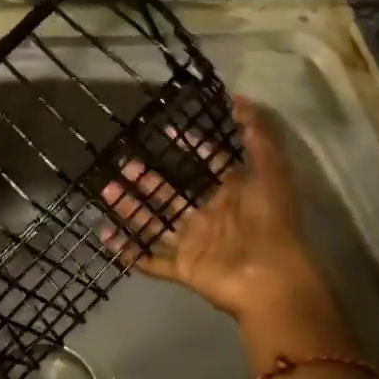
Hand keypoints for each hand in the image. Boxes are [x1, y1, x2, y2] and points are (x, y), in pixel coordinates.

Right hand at [100, 95, 327, 323]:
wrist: (271, 280)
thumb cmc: (270, 222)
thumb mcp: (272, 171)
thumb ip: (259, 135)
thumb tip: (239, 98)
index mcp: (232, 194)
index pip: (208, 165)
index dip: (190, 147)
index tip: (165, 131)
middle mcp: (210, 217)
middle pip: (173, 194)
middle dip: (147, 179)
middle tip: (123, 164)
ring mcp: (195, 244)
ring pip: (157, 223)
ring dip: (132, 209)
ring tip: (107, 192)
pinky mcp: (184, 269)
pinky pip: (152, 260)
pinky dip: (130, 252)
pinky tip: (106, 238)